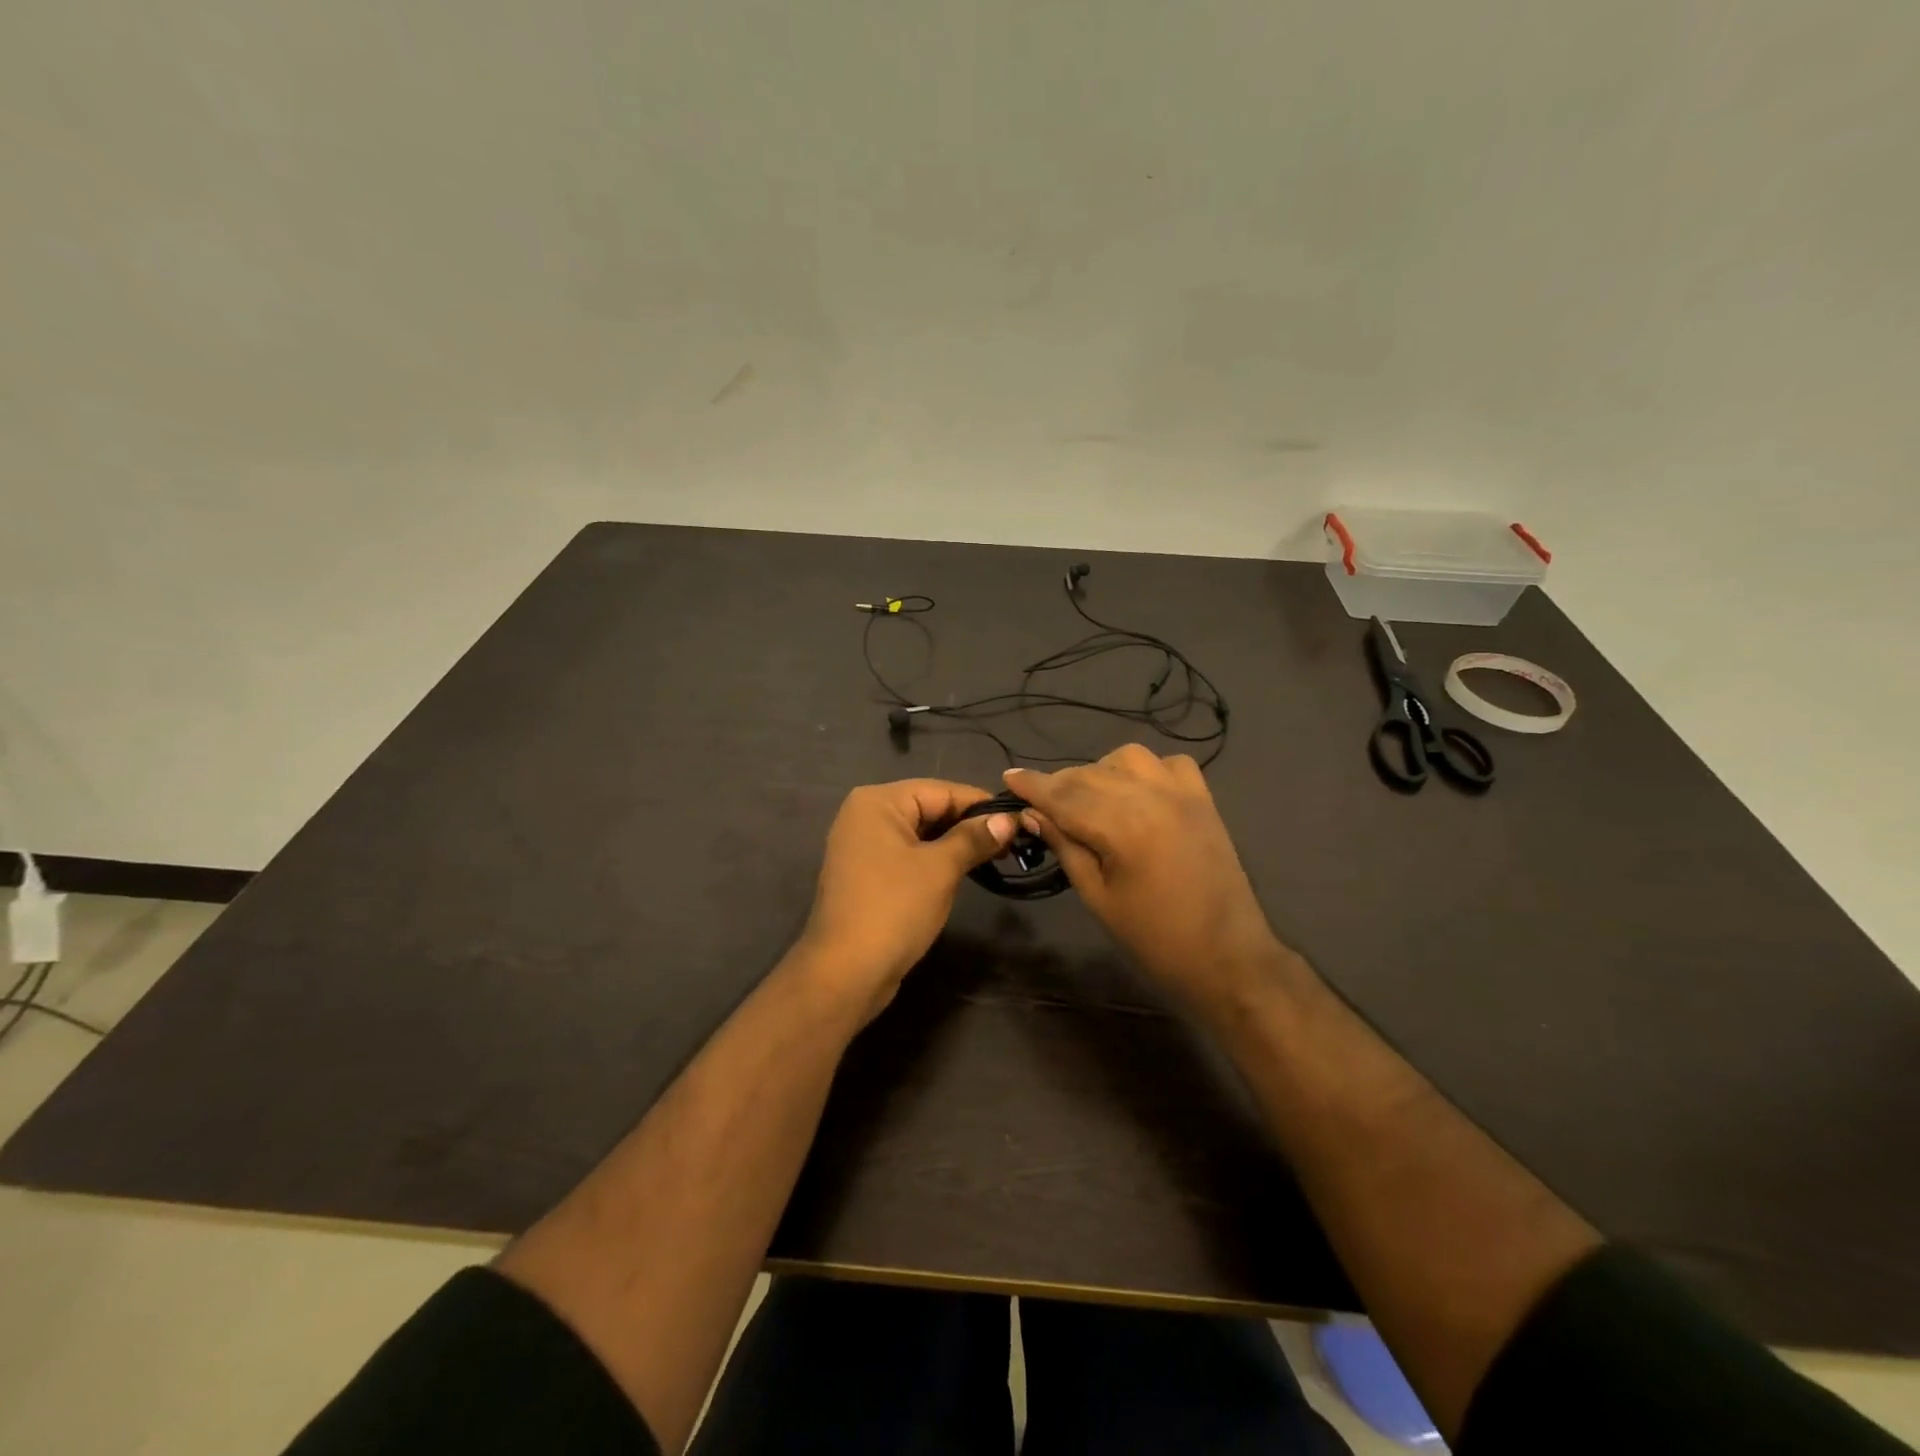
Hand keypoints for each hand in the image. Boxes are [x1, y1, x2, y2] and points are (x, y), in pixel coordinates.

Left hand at [797, 779, 1014, 1023]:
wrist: (846, 972)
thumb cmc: (894, 909)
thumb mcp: (940, 869)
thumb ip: (974, 838)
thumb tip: (1007, 819)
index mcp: (877, 802)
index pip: (941, 790)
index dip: (981, 805)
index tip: (1019, 820)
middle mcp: (865, 815)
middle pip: (929, 808)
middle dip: (969, 825)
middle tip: (1012, 844)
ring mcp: (862, 846)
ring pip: (920, 833)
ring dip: (955, 844)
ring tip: (995, 858)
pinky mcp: (866, 874)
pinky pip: (908, 855)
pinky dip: (935, 860)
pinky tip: (963, 872)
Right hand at [1004, 747, 1281, 1007]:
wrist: (1228, 957)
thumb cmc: (1155, 939)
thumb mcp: (1097, 897)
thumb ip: (1065, 847)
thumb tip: (1033, 815)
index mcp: (1123, 827)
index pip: (1065, 796)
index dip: (1033, 785)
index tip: (1008, 777)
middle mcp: (1152, 797)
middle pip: (1091, 774)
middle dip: (1060, 784)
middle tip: (1040, 804)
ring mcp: (1183, 794)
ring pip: (1128, 758)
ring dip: (1100, 771)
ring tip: (1090, 799)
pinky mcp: (1204, 800)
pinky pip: (1170, 763)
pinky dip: (1146, 770)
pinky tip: (1137, 792)